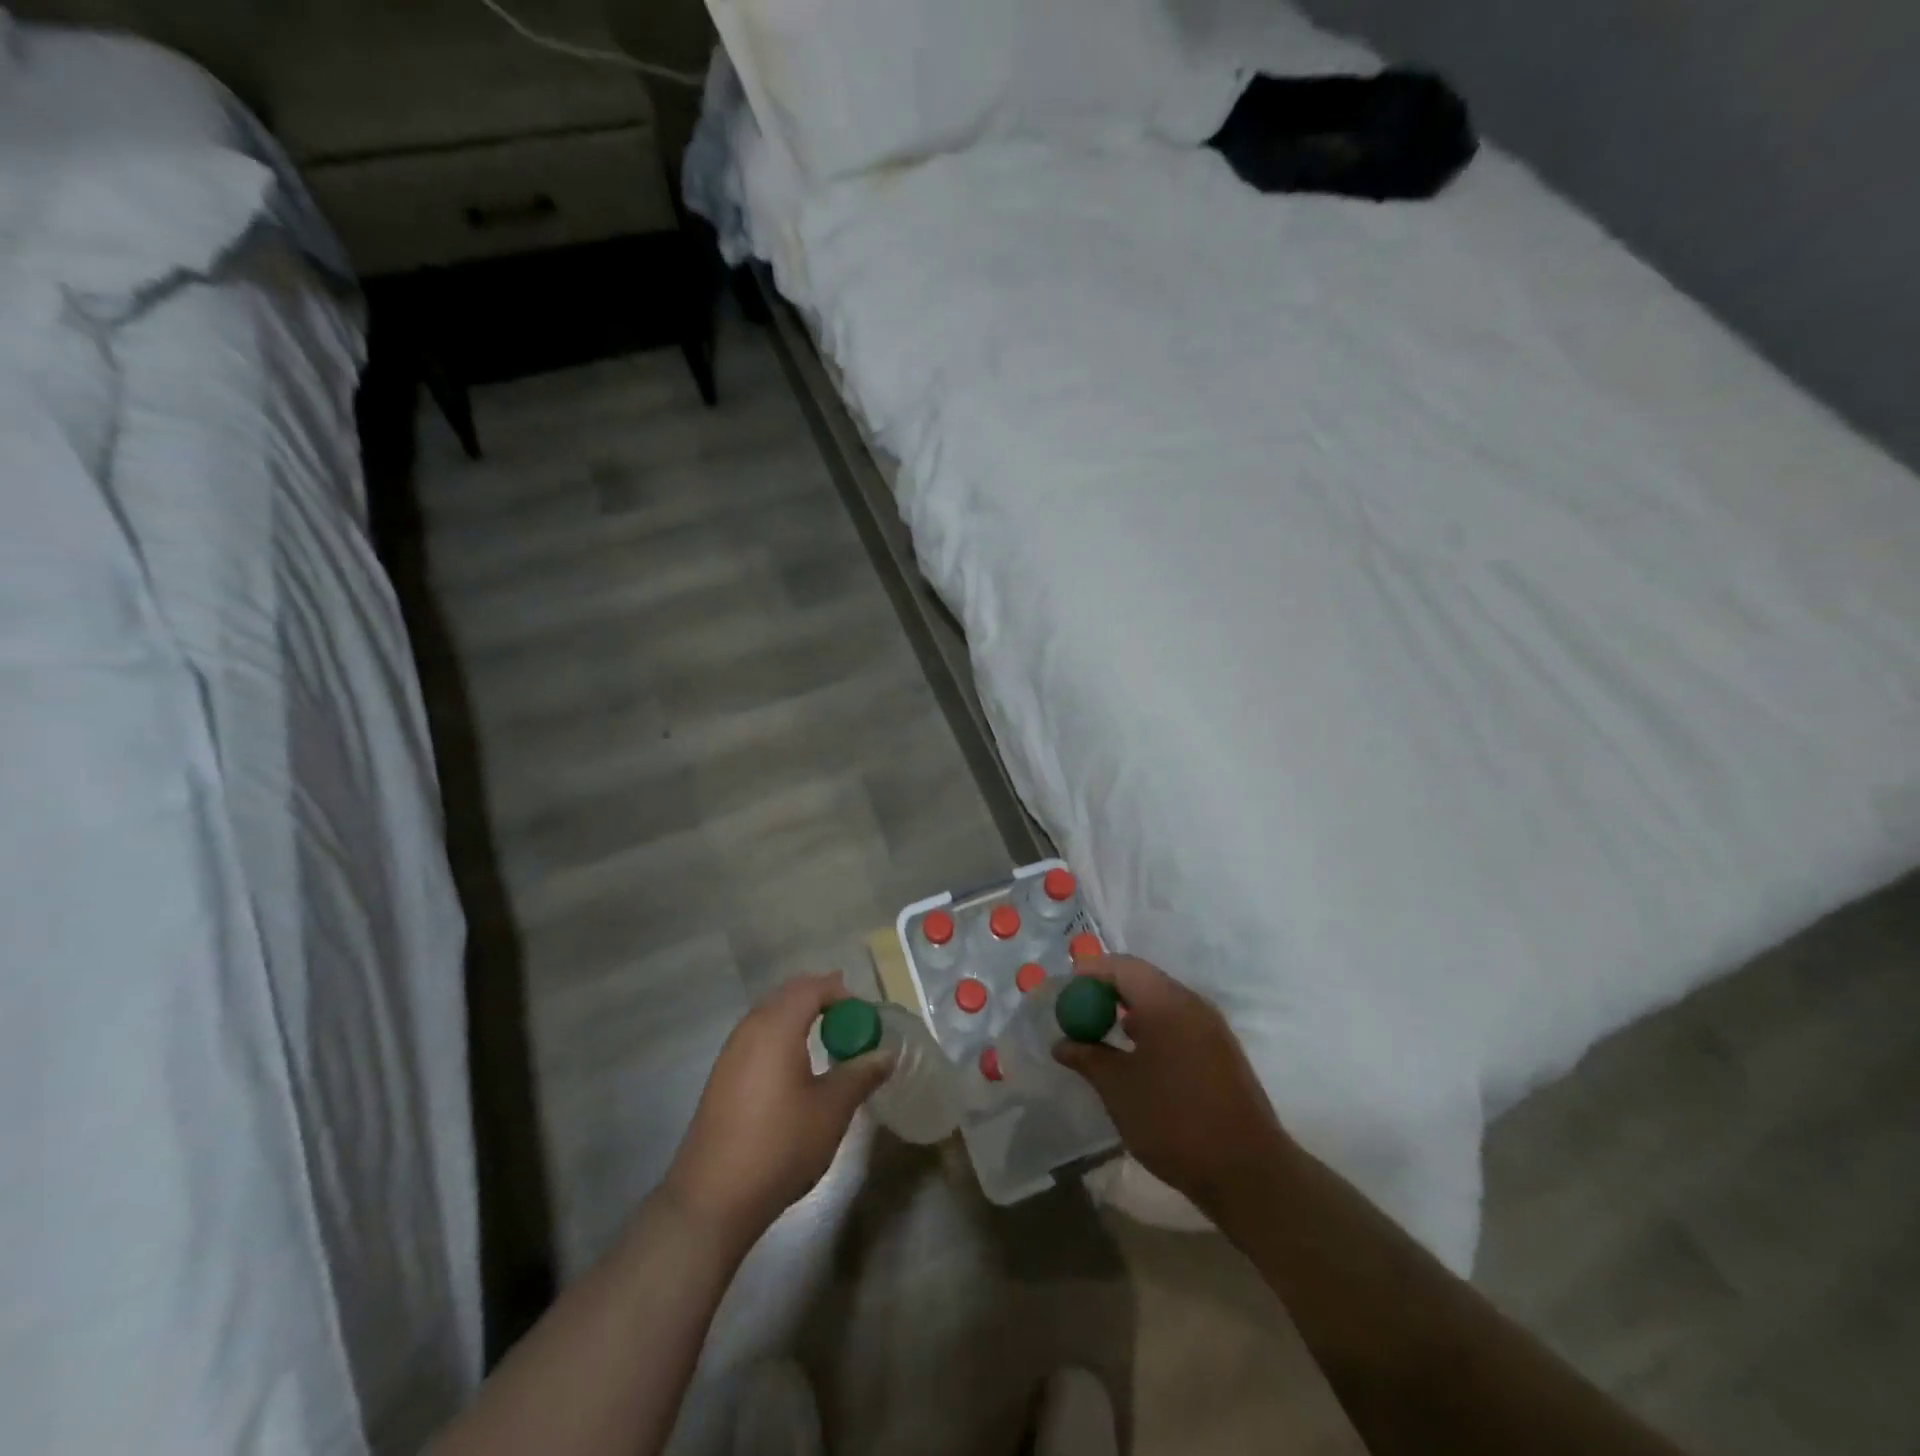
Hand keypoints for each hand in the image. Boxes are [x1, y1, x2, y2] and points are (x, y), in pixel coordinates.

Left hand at [664, 972, 892, 1251]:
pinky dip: (782, 1038)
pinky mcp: (722, 1077)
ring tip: (827, 1042)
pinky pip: (757, 1037)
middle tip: (850, 1023)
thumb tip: (885, 1054)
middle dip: (821, 1000)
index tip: (865, 1017)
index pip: (812, 987)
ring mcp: (731, 1052)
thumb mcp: (832, 1110)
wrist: (711, 1199)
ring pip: (770, 1015)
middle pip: (788, 995)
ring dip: (800, 1018)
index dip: (841, 993)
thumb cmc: (779, 1145)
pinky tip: (796, 1069)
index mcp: (776, 1026)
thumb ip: (860, 1074)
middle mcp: (749, 1029)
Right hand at [1055, 955, 1292, 1217]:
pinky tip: (1137, 1054)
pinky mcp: (1221, 1049)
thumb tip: (1062, 1043)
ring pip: (1162, 1000)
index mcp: (1165, 1002)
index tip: (1066, 991)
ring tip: (1102, 1032)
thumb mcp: (1118, 1089)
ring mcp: (1211, 1026)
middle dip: (1108, 989)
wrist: (1247, 1171)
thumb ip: (1087, 1058)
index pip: (1121, 966)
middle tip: (1079, 1010)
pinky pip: (1178, 1020)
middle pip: (1142, 978)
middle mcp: (1191, 1003)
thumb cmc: (1173, 1121)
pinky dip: (1152, 1025)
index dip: (1090, 972)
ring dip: (1130, 1008)